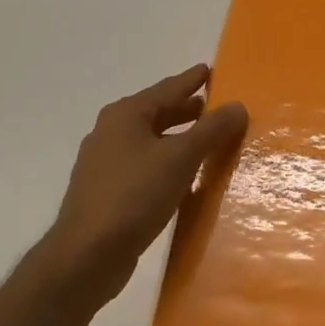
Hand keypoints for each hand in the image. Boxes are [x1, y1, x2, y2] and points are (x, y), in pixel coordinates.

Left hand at [37, 64, 247, 305]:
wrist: (87, 255)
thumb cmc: (134, 195)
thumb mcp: (180, 158)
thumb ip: (211, 130)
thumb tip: (238, 106)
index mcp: (126, 115)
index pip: (167, 88)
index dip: (191, 80)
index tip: (210, 70)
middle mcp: (111, 133)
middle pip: (157, 113)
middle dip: (186, 110)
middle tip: (214, 107)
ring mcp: (106, 164)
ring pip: (150, 142)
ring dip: (178, 139)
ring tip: (206, 141)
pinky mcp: (107, 193)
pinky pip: (145, 167)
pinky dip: (166, 164)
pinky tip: (184, 178)